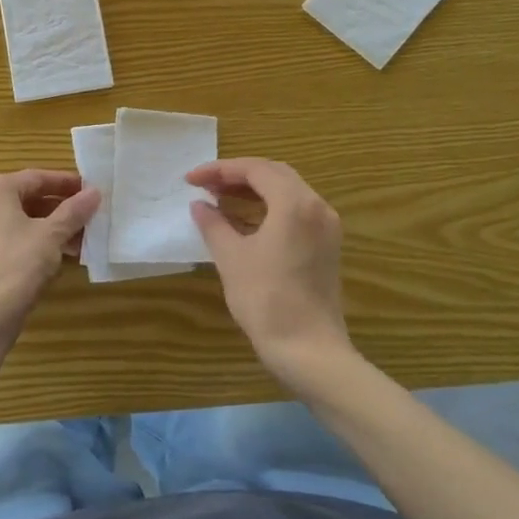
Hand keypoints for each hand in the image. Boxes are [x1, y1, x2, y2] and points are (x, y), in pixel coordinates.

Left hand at [0, 169, 99, 335]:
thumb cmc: (17, 266)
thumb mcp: (51, 236)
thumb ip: (74, 211)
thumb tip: (94, 192)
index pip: (36, 178)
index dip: (66, 183)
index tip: (90, 191)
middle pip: (24, 200)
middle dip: (57, 210)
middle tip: (85, 219)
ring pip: (14, 224)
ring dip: (45, 230)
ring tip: (74, 244)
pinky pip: (3, 243)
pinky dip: (27, 245)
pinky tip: (49, 261)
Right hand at [187, 158, 357, 390]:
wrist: (308, 349)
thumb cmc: (265, 299)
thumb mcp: (231, 257)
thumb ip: (213, 224)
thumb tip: (200, 205)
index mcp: (294, 203)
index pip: (255, 169)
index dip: (219, 169)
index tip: (191, 180)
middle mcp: (317, 206)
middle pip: (275, 174)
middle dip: (237, 175)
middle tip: (206, 185)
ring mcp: (326, 227)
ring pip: (288, 191)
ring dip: (254, 190)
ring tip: (220, 198)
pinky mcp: (327, 246)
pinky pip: (296, 211)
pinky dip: (269, 207)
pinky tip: (245, 220)